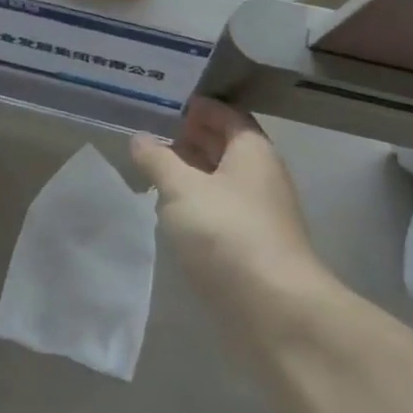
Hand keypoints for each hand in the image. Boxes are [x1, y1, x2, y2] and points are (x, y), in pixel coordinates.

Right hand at [130, 99, 328, 319]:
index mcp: (252, 150)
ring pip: (221, 180)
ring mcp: (259, 212)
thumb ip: (157, 160)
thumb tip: (140, 138)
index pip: (226, 114)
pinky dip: (196, 203)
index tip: (161, 104)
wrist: (273, 309)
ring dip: (190, 172)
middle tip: (149, 134)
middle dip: (190, 138)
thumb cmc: (226, 233)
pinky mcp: (251, 245)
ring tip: (152, 170)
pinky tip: (170, 211)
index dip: (196, 107)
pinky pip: (220, 210)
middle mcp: (260, 175)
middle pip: (225, 145)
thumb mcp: (181, 189)